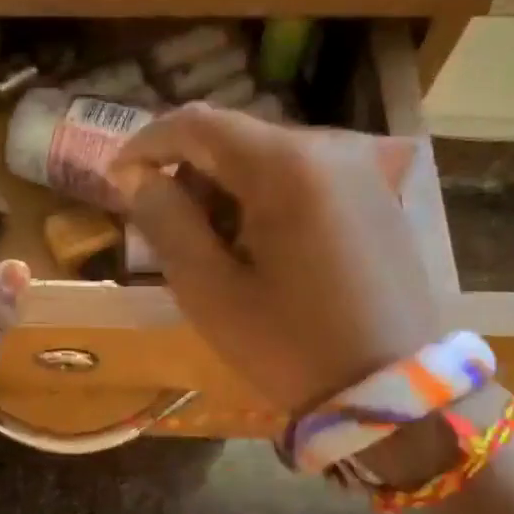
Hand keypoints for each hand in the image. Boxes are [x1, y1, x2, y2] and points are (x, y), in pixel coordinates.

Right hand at [111, 105, 443, 414]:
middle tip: (165, 226)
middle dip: (188, 172)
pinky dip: (263, 196)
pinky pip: (301, 176)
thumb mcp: (208, 289)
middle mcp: (328, 147)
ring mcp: (359, 168)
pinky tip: (257, 246)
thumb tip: (138, 176)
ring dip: (224, 187)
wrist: (395, 390)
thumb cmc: (289, 344)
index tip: (118, 177)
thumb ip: (165, 221)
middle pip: (233, 137)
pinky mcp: (374, 193)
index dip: (147, 143)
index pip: (196, 123)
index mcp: (285, 165)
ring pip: (266, 156)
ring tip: (212, 246)